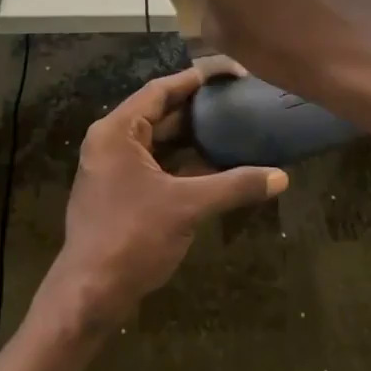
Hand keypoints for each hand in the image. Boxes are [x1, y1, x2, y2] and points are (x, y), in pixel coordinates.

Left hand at [37, 67, 287, 335]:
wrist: (89, 296)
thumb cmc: (133, 238)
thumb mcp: (187, 207)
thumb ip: (234, 186)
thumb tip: (281, 177)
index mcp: (117, 130)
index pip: (162, 89)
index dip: (199, 78)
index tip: (234, 74)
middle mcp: (111, 141)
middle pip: (160, 112)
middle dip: (199, 108)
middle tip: (239, 100)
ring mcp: (113, 167)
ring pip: (159, 140)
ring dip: (192, 136)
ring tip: (234, 126)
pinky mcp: (119, 191)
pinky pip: (155, 163)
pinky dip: (182, 161)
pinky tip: (215, 164)